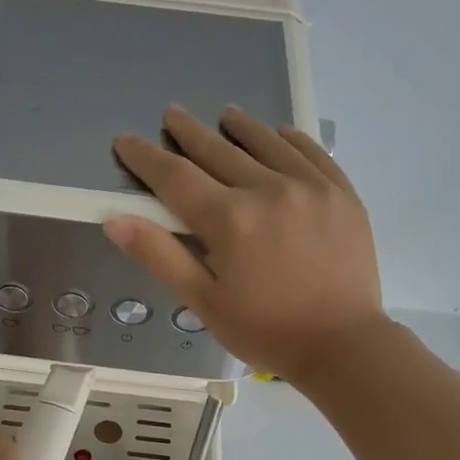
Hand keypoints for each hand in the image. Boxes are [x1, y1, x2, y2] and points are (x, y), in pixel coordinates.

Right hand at [105, 105, 387, 381]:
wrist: (343, 345)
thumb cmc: (266, 330)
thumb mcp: (205, 302)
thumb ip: (161, 257)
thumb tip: (116, 221)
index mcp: (229, 219)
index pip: (175, 177)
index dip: (145, 158)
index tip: (125, 140)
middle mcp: (268, 189)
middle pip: (218, 150)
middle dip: (188, 132)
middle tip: (172, 114)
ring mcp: (310, 186)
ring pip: (266, 142)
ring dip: (240, 127)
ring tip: (224, 115)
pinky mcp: (341, 193)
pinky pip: (311, 151)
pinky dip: (289, 139)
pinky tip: (279, 134)